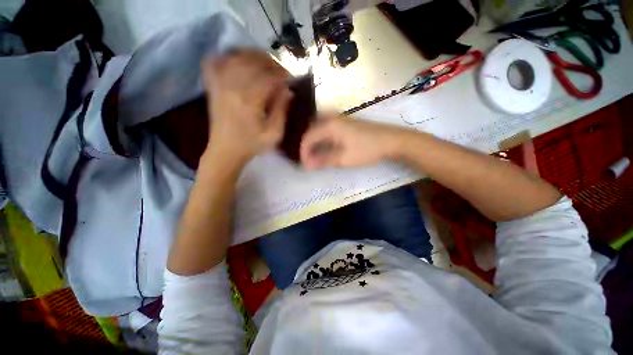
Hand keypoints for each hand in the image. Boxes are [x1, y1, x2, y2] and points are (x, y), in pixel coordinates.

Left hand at [202, 50, 292, 166]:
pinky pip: (216, 61)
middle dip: (272, 63)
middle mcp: (233, 87)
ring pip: (237, 58)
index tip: (292, 79)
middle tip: (282, 71)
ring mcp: (220, 84)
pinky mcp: (213, 86)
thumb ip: (281, 111)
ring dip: (254, 56)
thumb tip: (288, 91)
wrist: (225, 150)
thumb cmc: (252, 145)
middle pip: (254, 62)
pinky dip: (228, 55)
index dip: (283, 75)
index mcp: (249, 101)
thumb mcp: (273, 134)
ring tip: (266, 64)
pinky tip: (239, 59)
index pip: (269, 77)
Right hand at [300, 114, 411, 168]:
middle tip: (308, 159)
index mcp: (329, 125)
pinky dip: (323, 139)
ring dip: (315, 142)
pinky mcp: (345, 122)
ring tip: (314, 155)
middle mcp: (331, 118)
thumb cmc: (366, 149)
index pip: (308, 137)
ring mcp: (339, 119)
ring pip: (319, 129)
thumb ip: (323, 160)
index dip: (303, 152)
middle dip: (307, 146)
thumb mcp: (343, 158)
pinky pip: (327, 129)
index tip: (305, 165)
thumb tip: (307, 165)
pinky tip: (325, 147)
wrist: (391, 140)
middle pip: (311, 131)